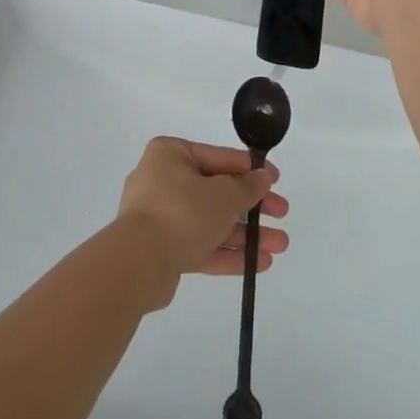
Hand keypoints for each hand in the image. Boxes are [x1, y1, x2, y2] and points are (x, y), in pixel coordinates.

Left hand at [116, 138, 289, 308]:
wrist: (138, 263)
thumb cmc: (182, 212)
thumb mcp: (223, 194)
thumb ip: (247, 186)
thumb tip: (262, 177)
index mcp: (171, 154)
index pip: (219, 157)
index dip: (250, 169)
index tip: (276, 180)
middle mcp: (162, 181)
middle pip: (217, 191)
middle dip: (252, 206)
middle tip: (282, 214)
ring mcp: (160, 217)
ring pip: (211, 221)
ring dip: (245, 233)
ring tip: (279, 245)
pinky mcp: (162, 250)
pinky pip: (200, 245)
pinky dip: (227, 252)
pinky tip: (259, 264)